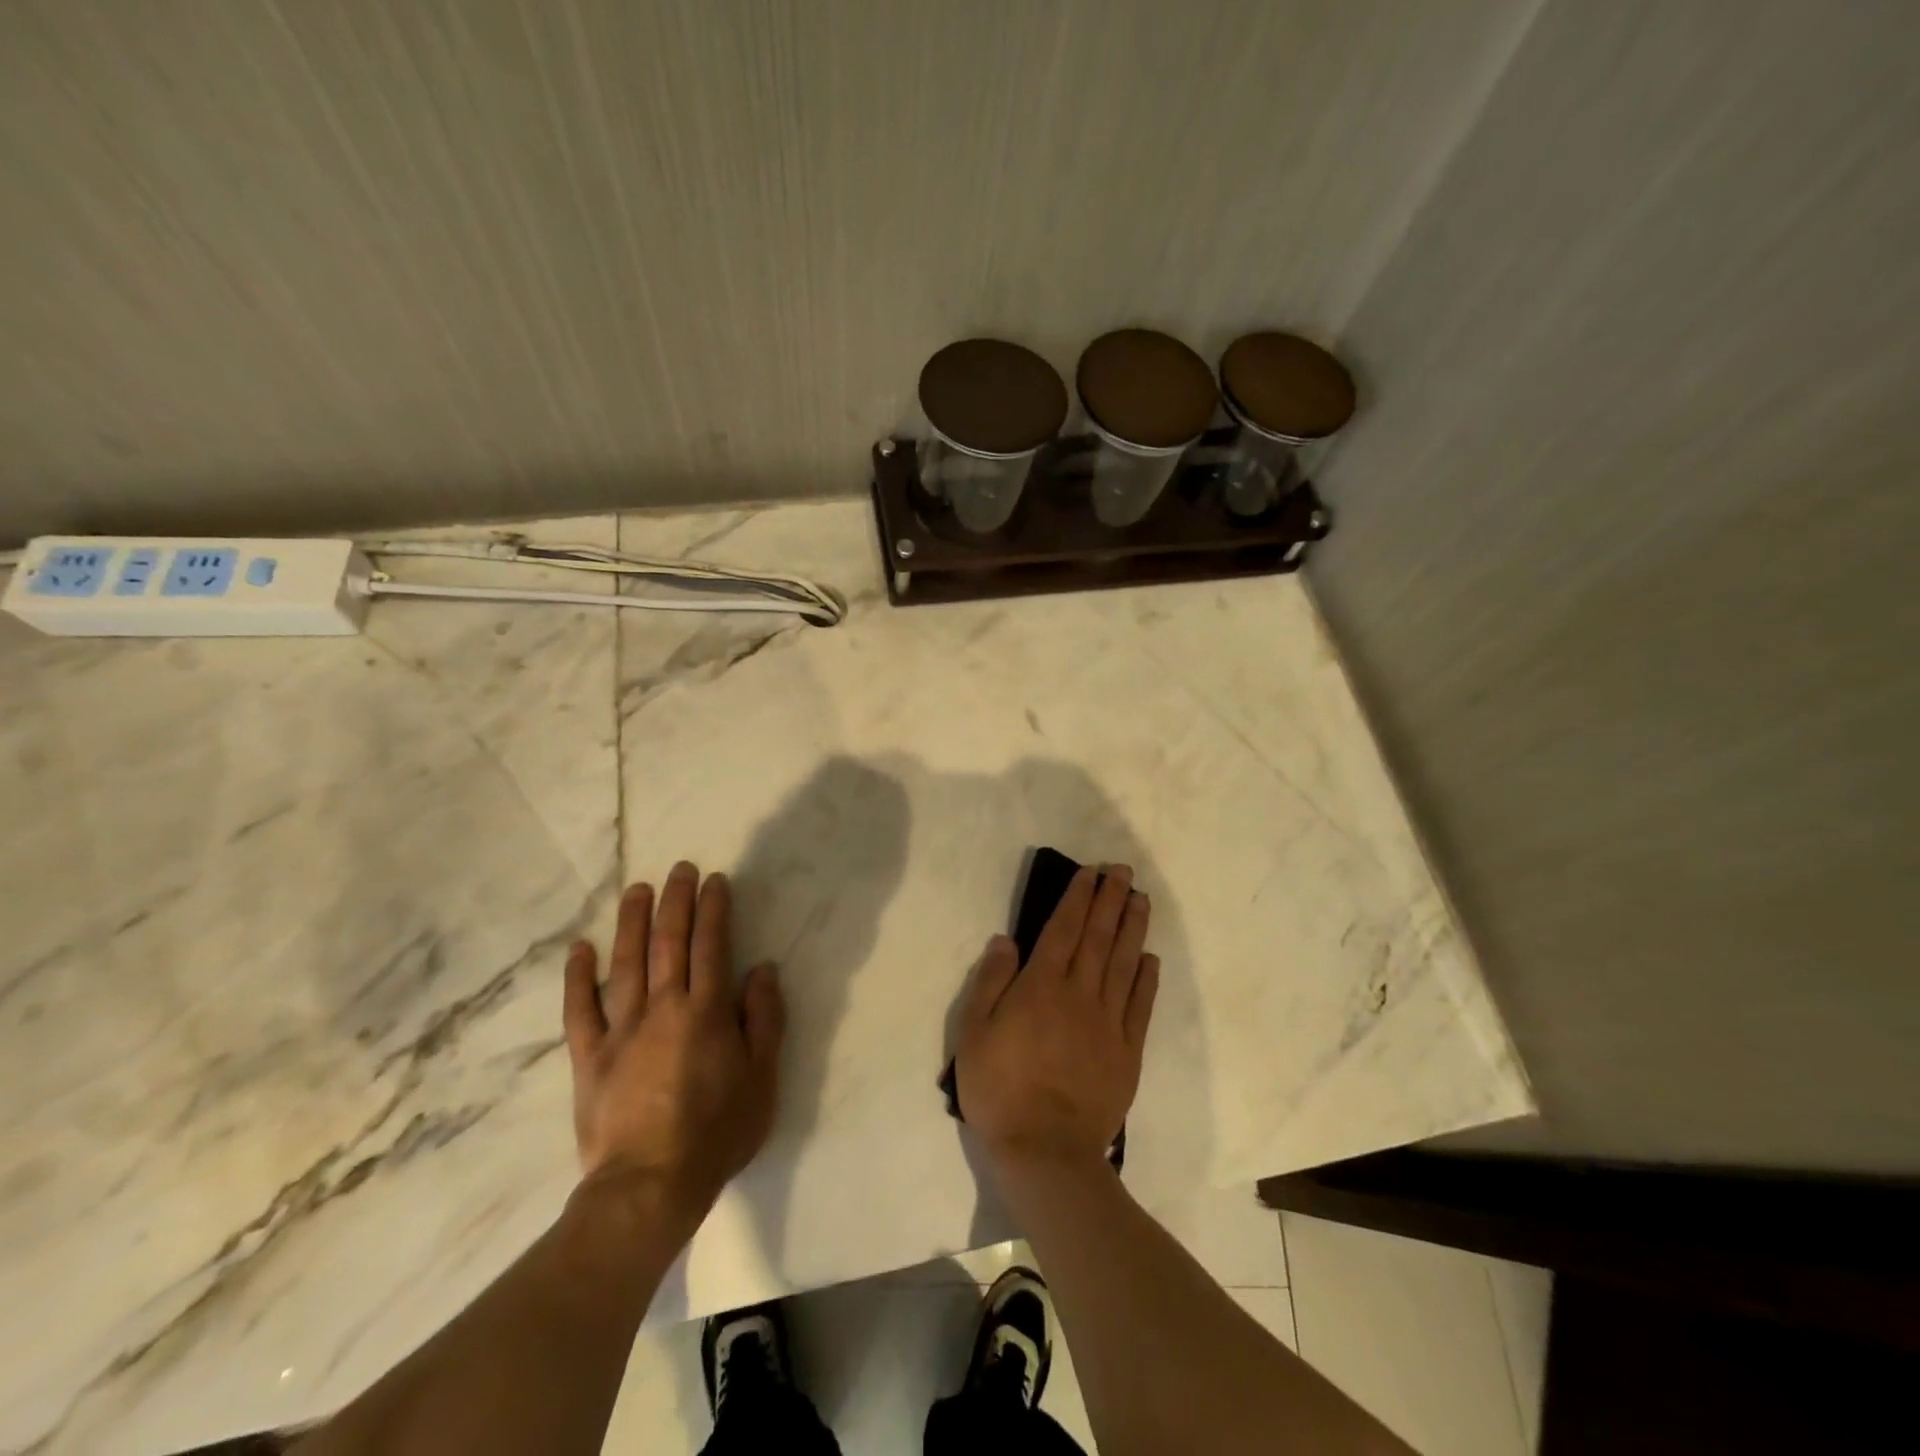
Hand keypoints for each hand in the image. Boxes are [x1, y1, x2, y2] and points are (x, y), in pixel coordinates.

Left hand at [562, 863, 784, 1232]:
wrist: (650, 1186)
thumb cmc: (717, 1132)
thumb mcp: (762, 1077)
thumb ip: (764, 1019)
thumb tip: (762, 969)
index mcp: (706, 1011)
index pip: (711, 945)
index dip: (713, 909)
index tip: (714, 880)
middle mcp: (663, 1008)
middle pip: (668, 943)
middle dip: (675, 902)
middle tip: (679, 869)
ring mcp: (621, 1030)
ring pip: (625, 963)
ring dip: (632, 922)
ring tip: (638, 888)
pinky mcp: (589, 1057)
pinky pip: (580, 1009)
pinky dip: (578, 976)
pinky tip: (581, 948)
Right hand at [954, 864, 1159, 1176]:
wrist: (1046, 1150)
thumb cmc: (1001, 1089)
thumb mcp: (975, 1032)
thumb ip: (991, 981)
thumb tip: (1006, 940)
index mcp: (1042, 986)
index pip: (1064, 929)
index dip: (1079, 898)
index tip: (1091, 873)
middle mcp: (1080, 994)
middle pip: (1098, 937)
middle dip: (1111, 901)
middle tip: (1124, 872)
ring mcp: (1108, 1022)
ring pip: (1124, 963)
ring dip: (1133, 928)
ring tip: (1141, 900)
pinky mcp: (1127, 1051)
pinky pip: (1140, 1006)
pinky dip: (1146, 979)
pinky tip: (1150, 958)